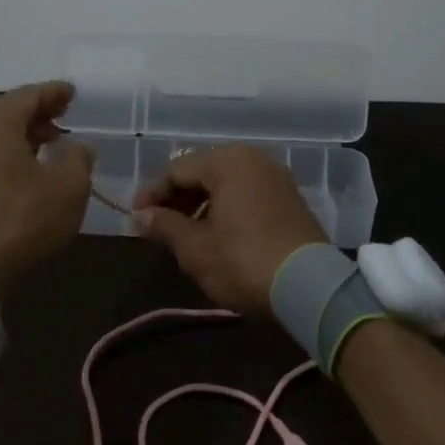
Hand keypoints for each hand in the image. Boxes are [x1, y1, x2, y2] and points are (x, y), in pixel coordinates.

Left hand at [0, 82, 93, 299]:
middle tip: (61, 114)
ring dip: (23, 133)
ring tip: (50, 141)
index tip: (72, 93)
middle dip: (35, 111)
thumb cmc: (24, 218)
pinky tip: (29, 169)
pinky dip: (10, 153)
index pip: (28, 96)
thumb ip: (78, 158)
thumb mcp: (69, 186)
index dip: (53, 92)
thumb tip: (77, 147)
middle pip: (6, 112)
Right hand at [132, 145, 327, 314]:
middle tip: (158, 227)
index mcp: (228, 161)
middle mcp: (253, 158)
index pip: (177, 170)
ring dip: (201, 204)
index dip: (152, 193)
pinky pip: (247, 192)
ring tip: (185, 234)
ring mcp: (275, 176)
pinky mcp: (290, 197)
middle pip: (203, 171)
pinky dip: (226, 207)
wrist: (309, 286)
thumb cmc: (243, 261)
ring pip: (226, 182)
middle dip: (178, 198)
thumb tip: (139, 216)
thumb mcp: (196, 248)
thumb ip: (164, 226)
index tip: (135, 218)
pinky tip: (217, 233)